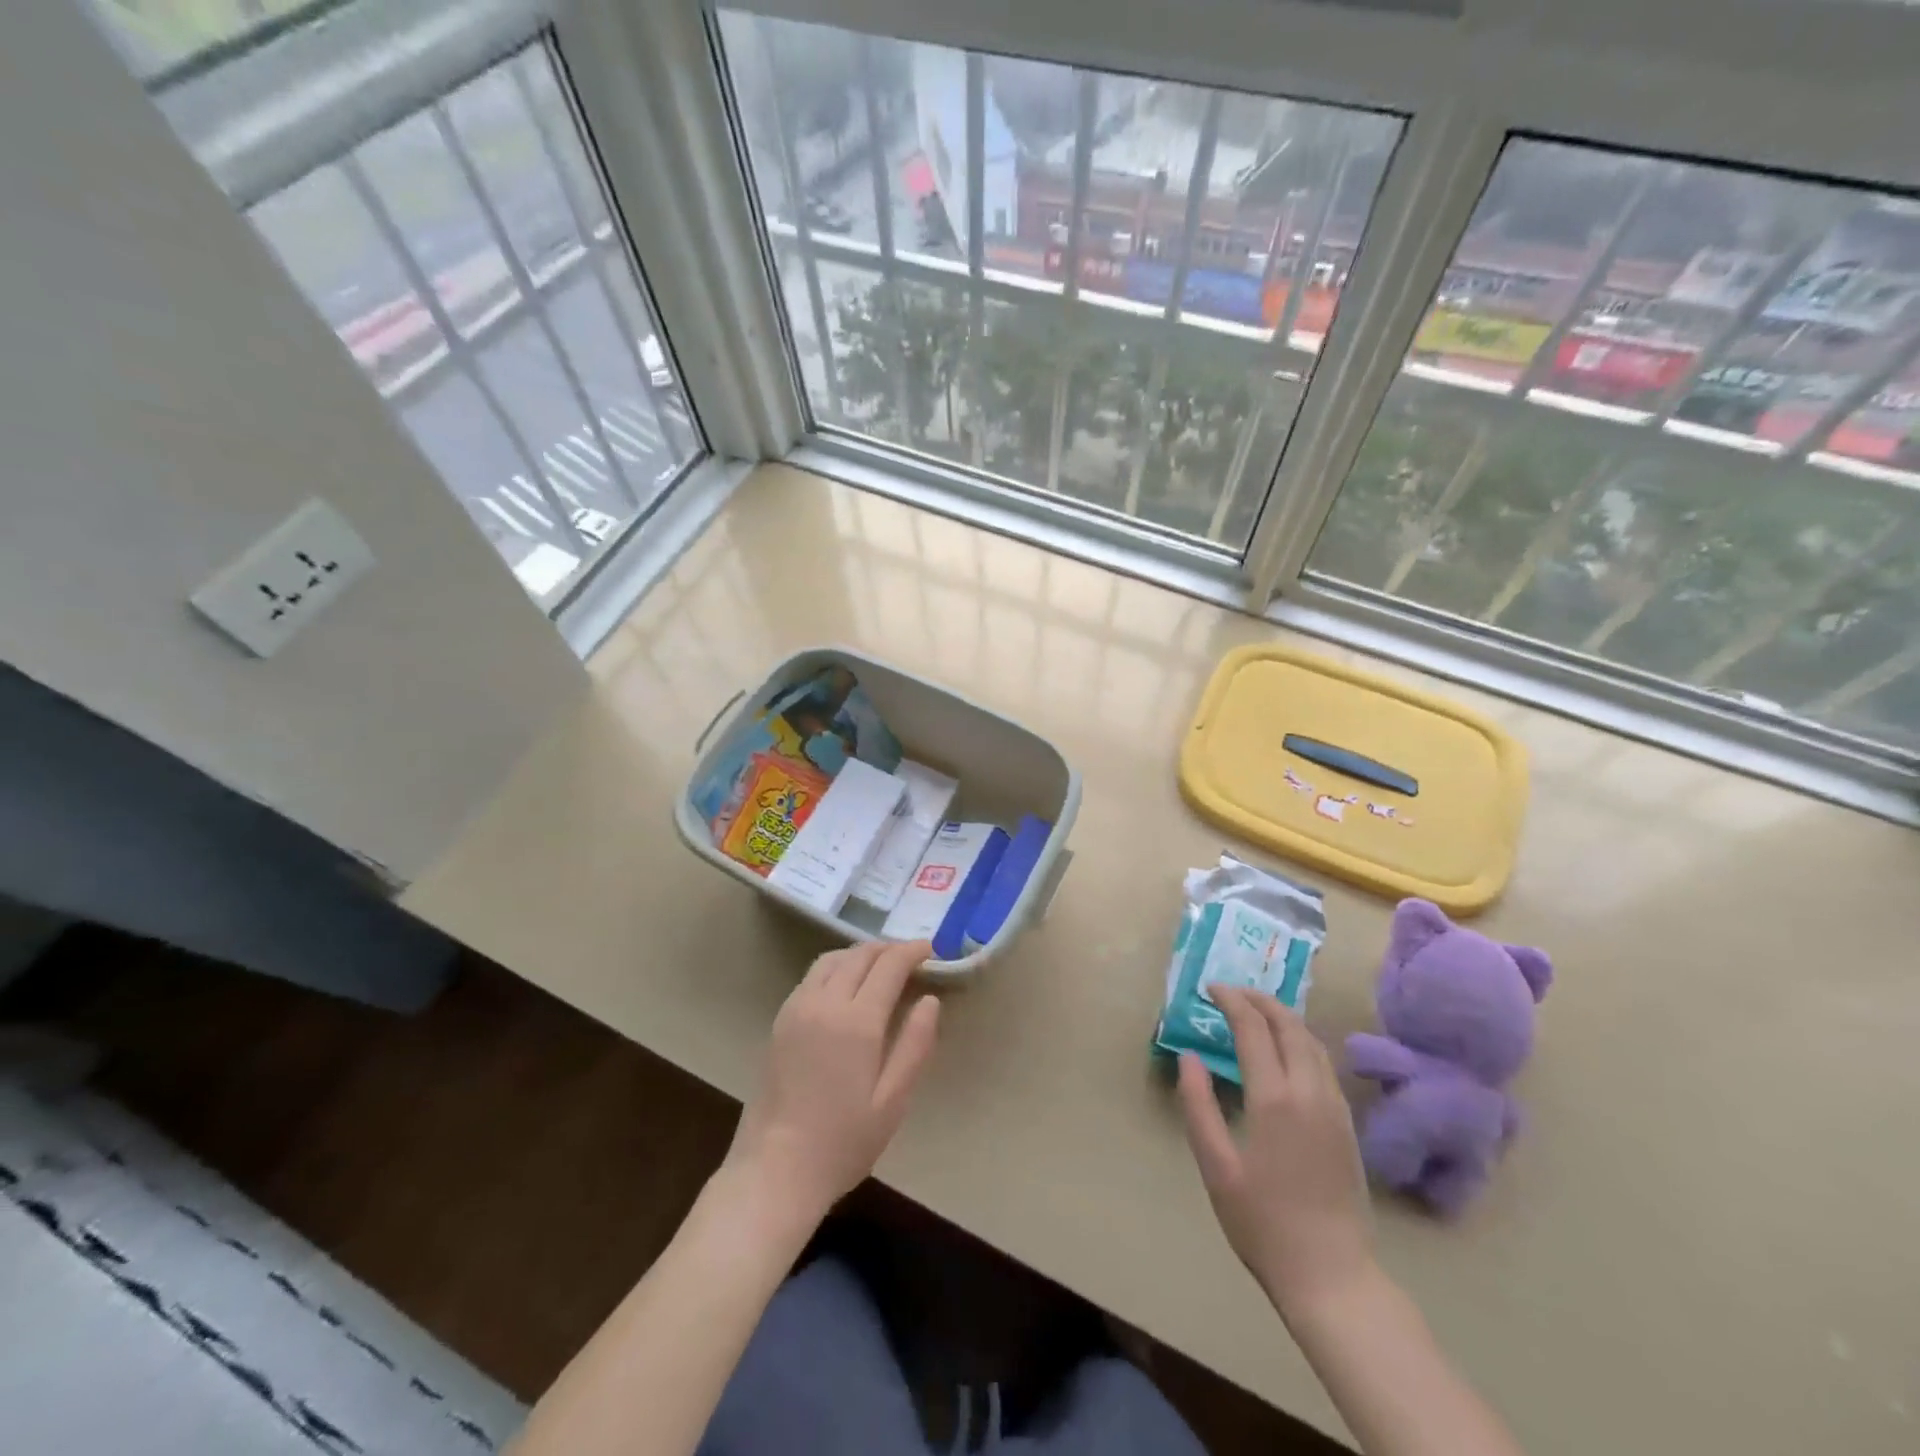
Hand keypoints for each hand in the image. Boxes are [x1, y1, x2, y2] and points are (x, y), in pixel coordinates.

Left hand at [723, 939, 940, 1226]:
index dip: (912, 951)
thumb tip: (930, 1000)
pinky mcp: (780, 1021)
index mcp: (856, 1022)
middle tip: (911, 956)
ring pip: (832, 960)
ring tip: (881, 965)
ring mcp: (797, 1009)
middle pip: (859, 956)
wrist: (774, 1171)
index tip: (931, 949)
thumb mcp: (893, 1101)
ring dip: (860, 954)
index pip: (889, 966)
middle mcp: (824, 1003)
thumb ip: (915, 1045)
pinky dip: (836, 967)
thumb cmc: (842, 1142)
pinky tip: (846, 985)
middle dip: (888, 949)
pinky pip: (812, 976)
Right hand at [1177, 987, 1374, 1321]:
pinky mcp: (1347, 1125)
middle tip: (1232, 992)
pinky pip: (1324, 1064)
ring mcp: (1334, 1108)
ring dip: (1284, 1017)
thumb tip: (1188, 1057)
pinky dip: (1301, 1040)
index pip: (1253, 1029)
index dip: (1231, 1001)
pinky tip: (1287, 1050)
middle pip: (1289, 1026)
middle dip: (1260, 1000)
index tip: (1210, 989)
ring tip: (1257, 1012)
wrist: (1332, 1277)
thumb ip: (1198, 1106)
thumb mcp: (1216, 1167)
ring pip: (1312, 1042)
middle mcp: (1309, 1092)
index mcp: (1274, 1099)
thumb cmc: (1263, 1224)